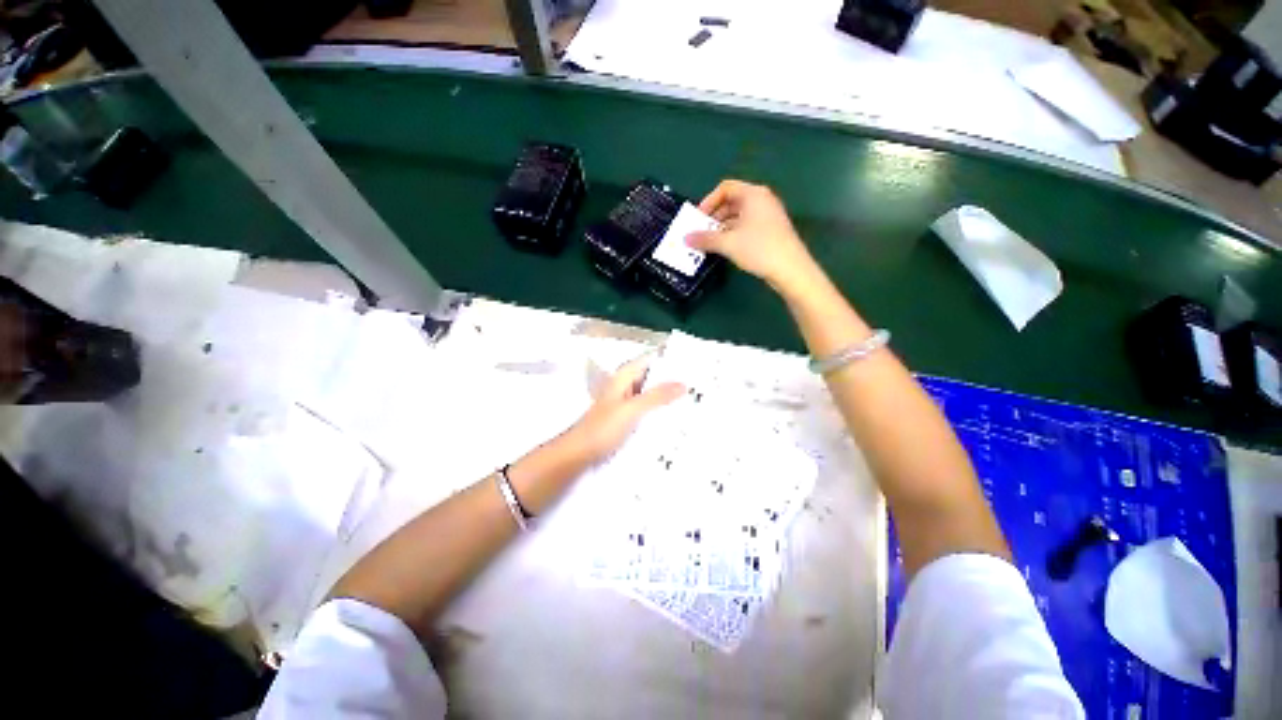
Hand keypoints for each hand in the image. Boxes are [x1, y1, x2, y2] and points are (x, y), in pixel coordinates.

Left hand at [567, 353, 683, 462]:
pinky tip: (674, 417)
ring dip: (666, 395)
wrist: (579, 454)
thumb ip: (657, 396)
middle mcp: (625, 386)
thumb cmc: (603, 428)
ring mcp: (625, 403)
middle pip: (651, 377)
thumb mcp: (632, 410)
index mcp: (623, 377)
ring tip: (693, 397)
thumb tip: (683, 383)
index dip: (668, 359)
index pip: (649, 360)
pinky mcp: (626, 418)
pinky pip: (647, 409)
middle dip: (671, 378)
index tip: (692, 361)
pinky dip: (659, 410)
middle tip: (699, 382)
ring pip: (650, 394)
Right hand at [685, 180, 818, 294]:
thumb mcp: (727, 243)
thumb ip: (705, 239)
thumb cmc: (758, 248)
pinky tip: (726, 249)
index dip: (709, 201)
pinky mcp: (770, 231)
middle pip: (732, 202)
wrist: (790, 269)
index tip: (698, 219)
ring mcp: (768, 216)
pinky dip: (733, 234)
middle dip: (714, 217)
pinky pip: (746, 227)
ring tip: (710, 243)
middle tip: (701, 233)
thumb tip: (685, 239)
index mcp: (753, 194)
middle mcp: (762, 200)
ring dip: (722, 228)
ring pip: (739, 216)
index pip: (725, 188)